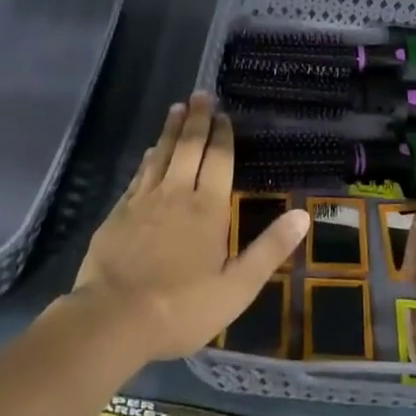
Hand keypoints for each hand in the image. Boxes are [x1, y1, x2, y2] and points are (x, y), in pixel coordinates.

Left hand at [73, 93, 307, 361]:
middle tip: (201, 95)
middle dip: (197, 119)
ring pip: (161, 154)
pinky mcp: (118, 213)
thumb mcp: (236, 288)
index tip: (224, 114)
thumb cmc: (181, 308)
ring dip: (172, 129)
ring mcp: (144, 201)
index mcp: (207, 208)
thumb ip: (269, 249)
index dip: (222, 135)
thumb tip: (303, 215)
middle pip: (189, 147)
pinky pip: (139, 174)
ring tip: (177, 108)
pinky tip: (150, 151)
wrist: (111, 320)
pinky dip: (148, 157)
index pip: (218, 159)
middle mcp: (176, 193)